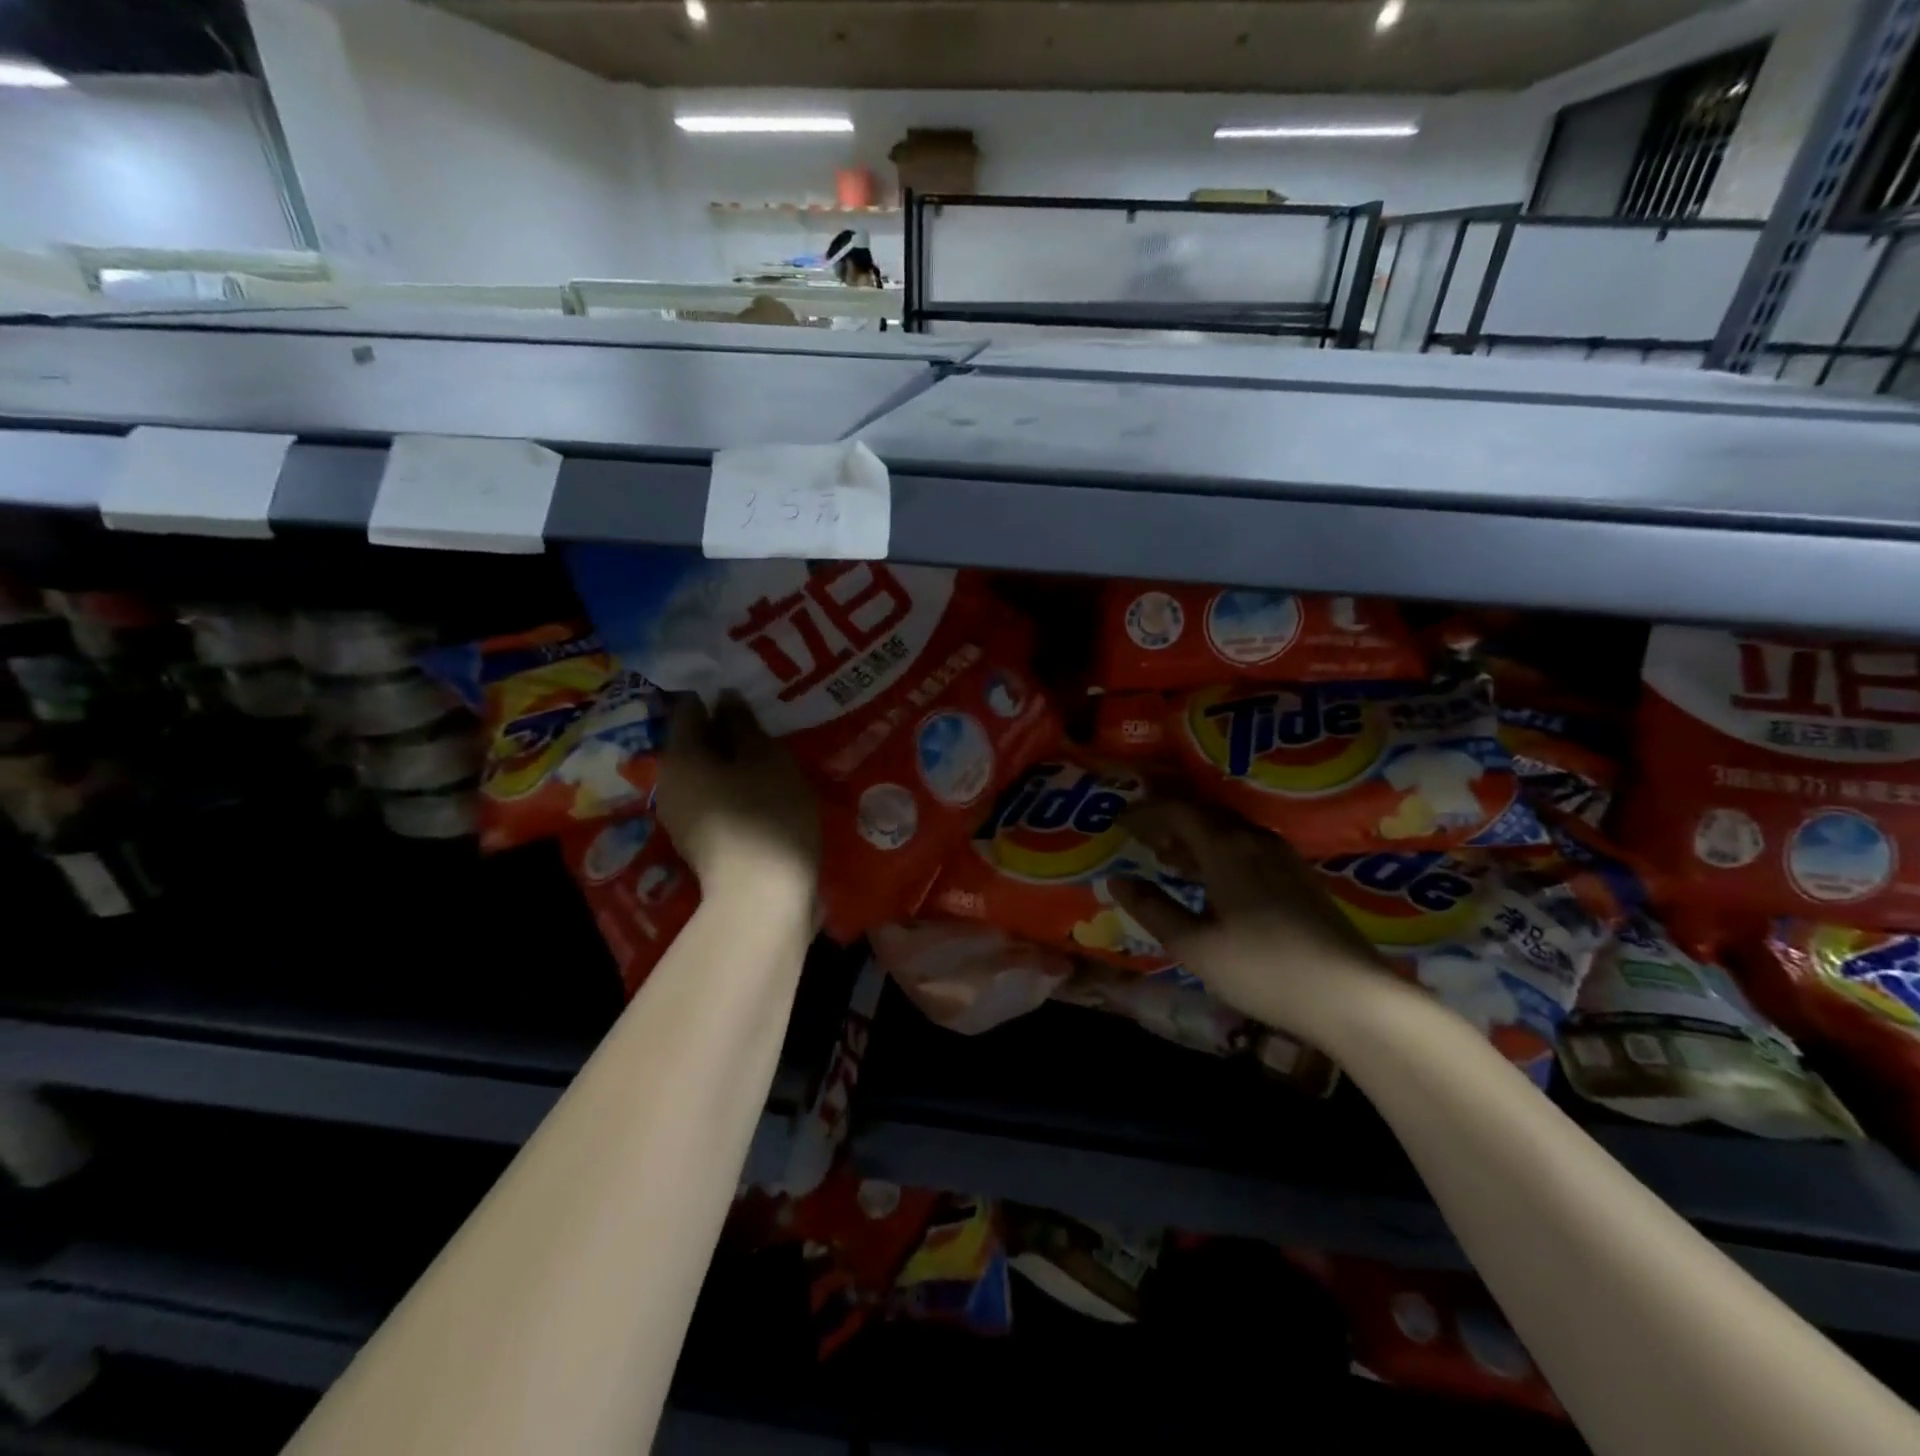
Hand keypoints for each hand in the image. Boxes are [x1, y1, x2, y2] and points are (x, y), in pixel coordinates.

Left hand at [654, 695, 820, 900]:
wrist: (763, 896)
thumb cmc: (767, 814)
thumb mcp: (765, 758)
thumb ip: (743, 723)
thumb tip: (724, 697)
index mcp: (681, 755)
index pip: (689, 709)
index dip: (716, 696)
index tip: (747, 691)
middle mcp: (670, 783)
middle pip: (695, 744)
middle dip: (725, 731)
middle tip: (764, 722)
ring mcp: (681, 817)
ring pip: (706, 774)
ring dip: (732, 763)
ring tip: (769, 756)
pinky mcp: (700, 842)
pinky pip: (714, 800)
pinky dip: (734, 789)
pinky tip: (763, 791)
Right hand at [1108, 799, 1397, 1044]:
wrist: (1351, 997)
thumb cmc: (1262, 969)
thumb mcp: (1195, 945)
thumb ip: (1153, 909)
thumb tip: (1116, 880)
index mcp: (1226, 848)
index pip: (1177, 811)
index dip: (1145, 812)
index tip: (1118, 822)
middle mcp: (1255, 840)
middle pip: (1204, 815)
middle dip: (1168, 821)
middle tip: (1139, 837)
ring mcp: (1283, 858)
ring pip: (1228, 832)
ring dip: (1194, 838)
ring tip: (1168, 858)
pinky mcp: (1300, 878)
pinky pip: (1247, 848)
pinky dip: (1218, 853)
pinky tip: (1212, 881)